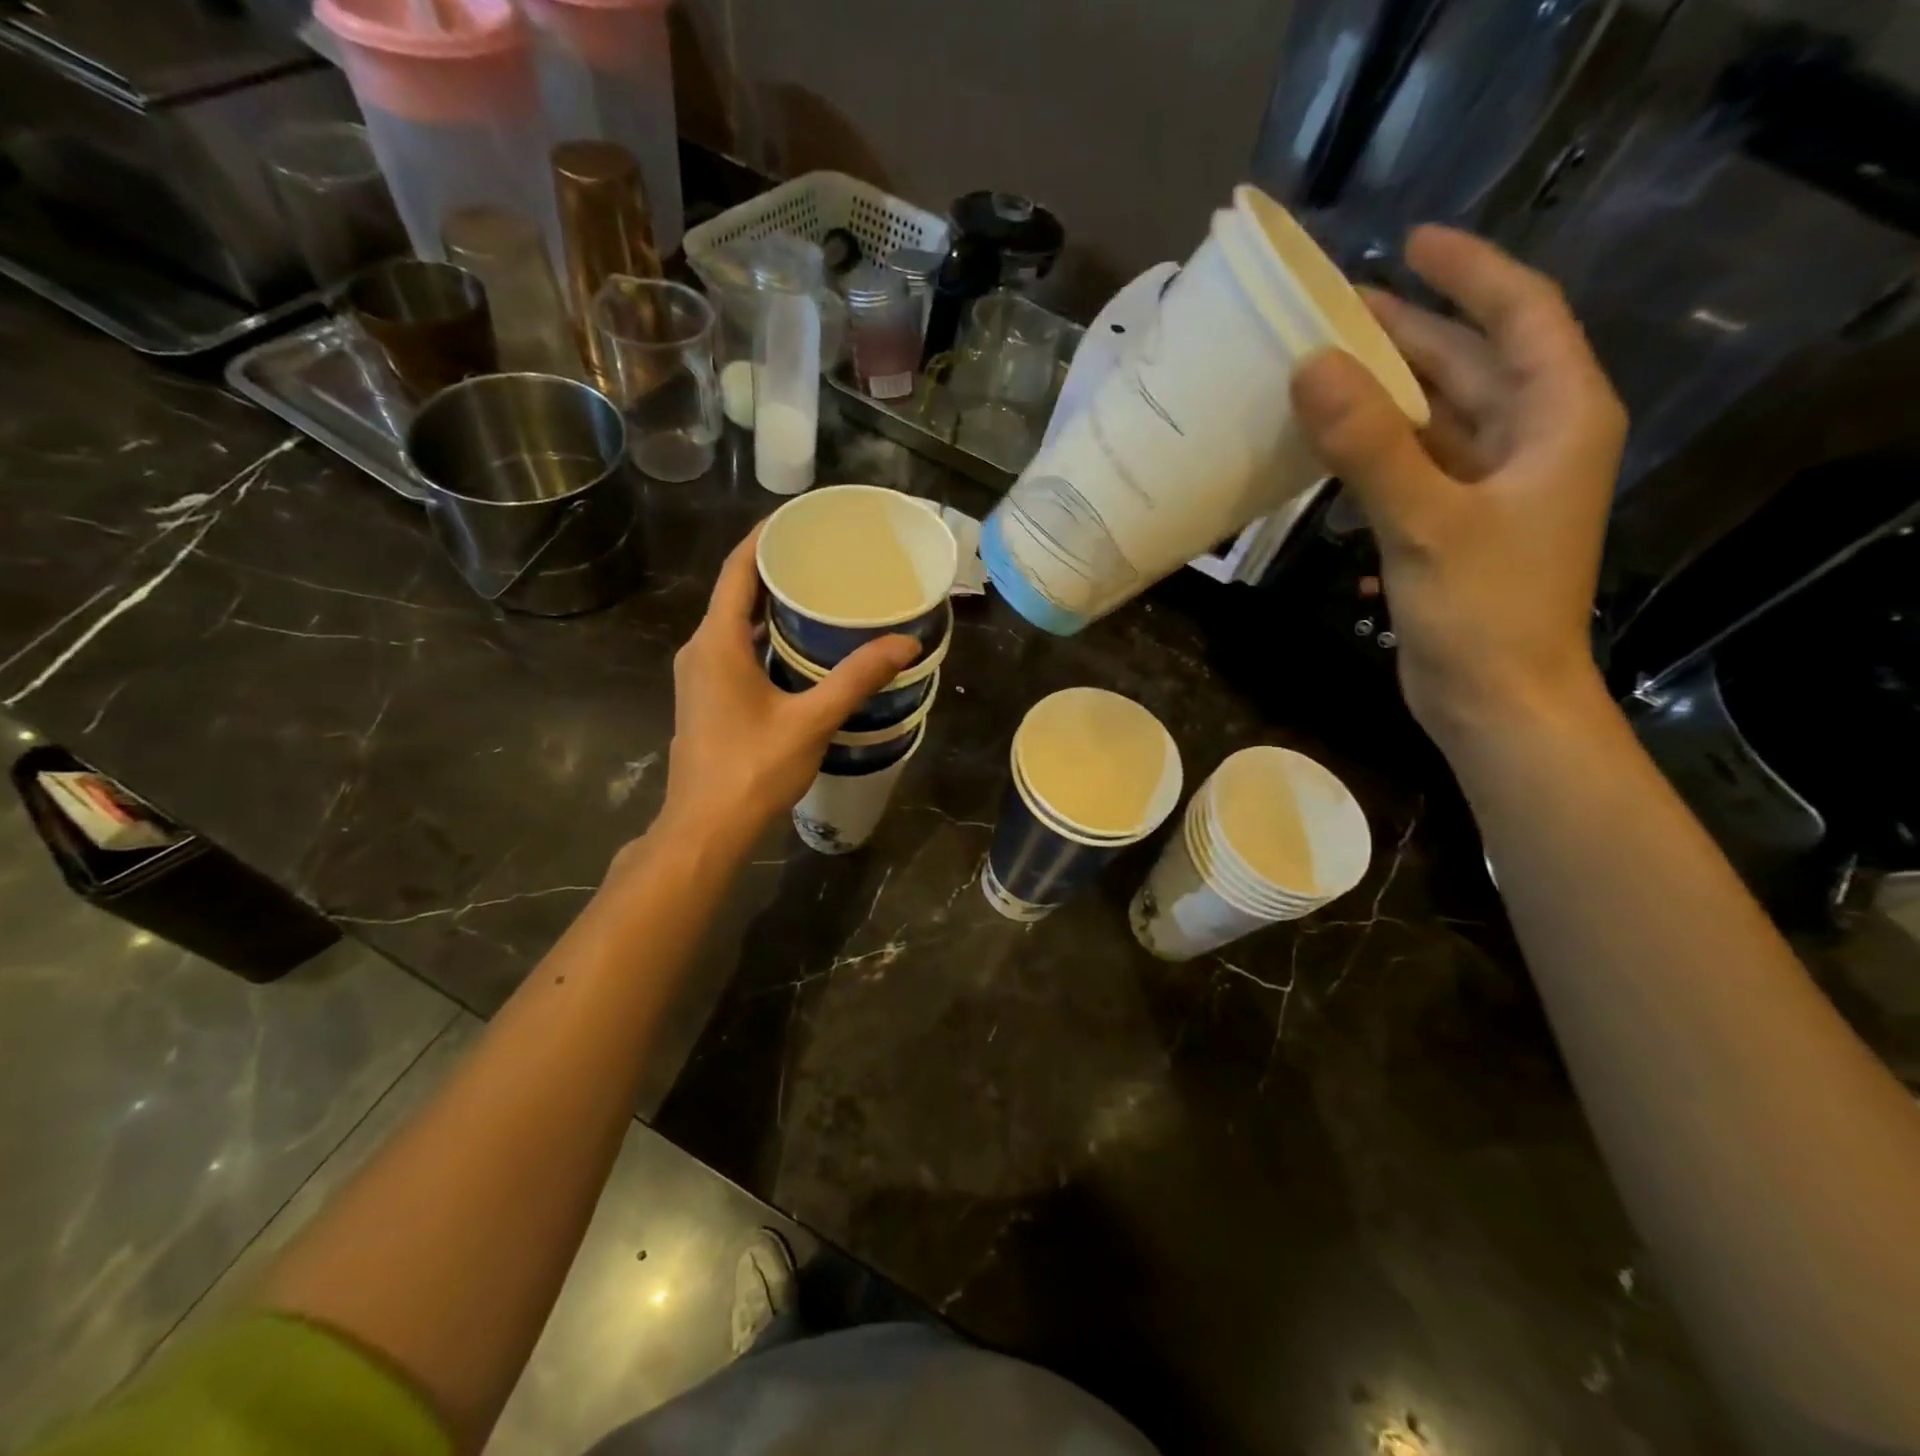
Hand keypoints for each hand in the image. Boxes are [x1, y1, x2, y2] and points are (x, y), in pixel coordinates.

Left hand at [657, 525, 920, 852]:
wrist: (705, 828)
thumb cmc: (753, 769)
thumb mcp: (811, 721)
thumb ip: (857, 678)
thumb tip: (905, 642)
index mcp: (717, 643)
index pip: (737, 570)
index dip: (764, 538)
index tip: (799, 519)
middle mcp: (700, 650)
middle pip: (735, 593)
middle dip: (775, 570)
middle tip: (823, 557)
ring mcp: (698, 676)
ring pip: (734, 624)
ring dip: (769, 606)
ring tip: (818, 595)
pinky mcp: (705, 698)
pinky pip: (733, 649)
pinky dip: (763, 637)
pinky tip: (798, 648)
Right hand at [1290, 225, 1626, 747]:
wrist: (1496, 702)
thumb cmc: (1483, 611)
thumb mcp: (1425, 521)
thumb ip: (1369, 445)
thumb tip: (1309, 366)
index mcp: (1557, 418)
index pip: (1518, 317)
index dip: (1468, 273)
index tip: (1408, 245)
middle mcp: (1532, 441)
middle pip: (1470, 364)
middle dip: (1408, 334)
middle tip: (1335, 311)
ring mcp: (1491, 487)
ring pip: (1436, 417)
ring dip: (1382, 395)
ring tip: (1321, 370)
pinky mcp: (1454, 524)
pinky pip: (1413, 465)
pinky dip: (1374, 450)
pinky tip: (1328, 448)